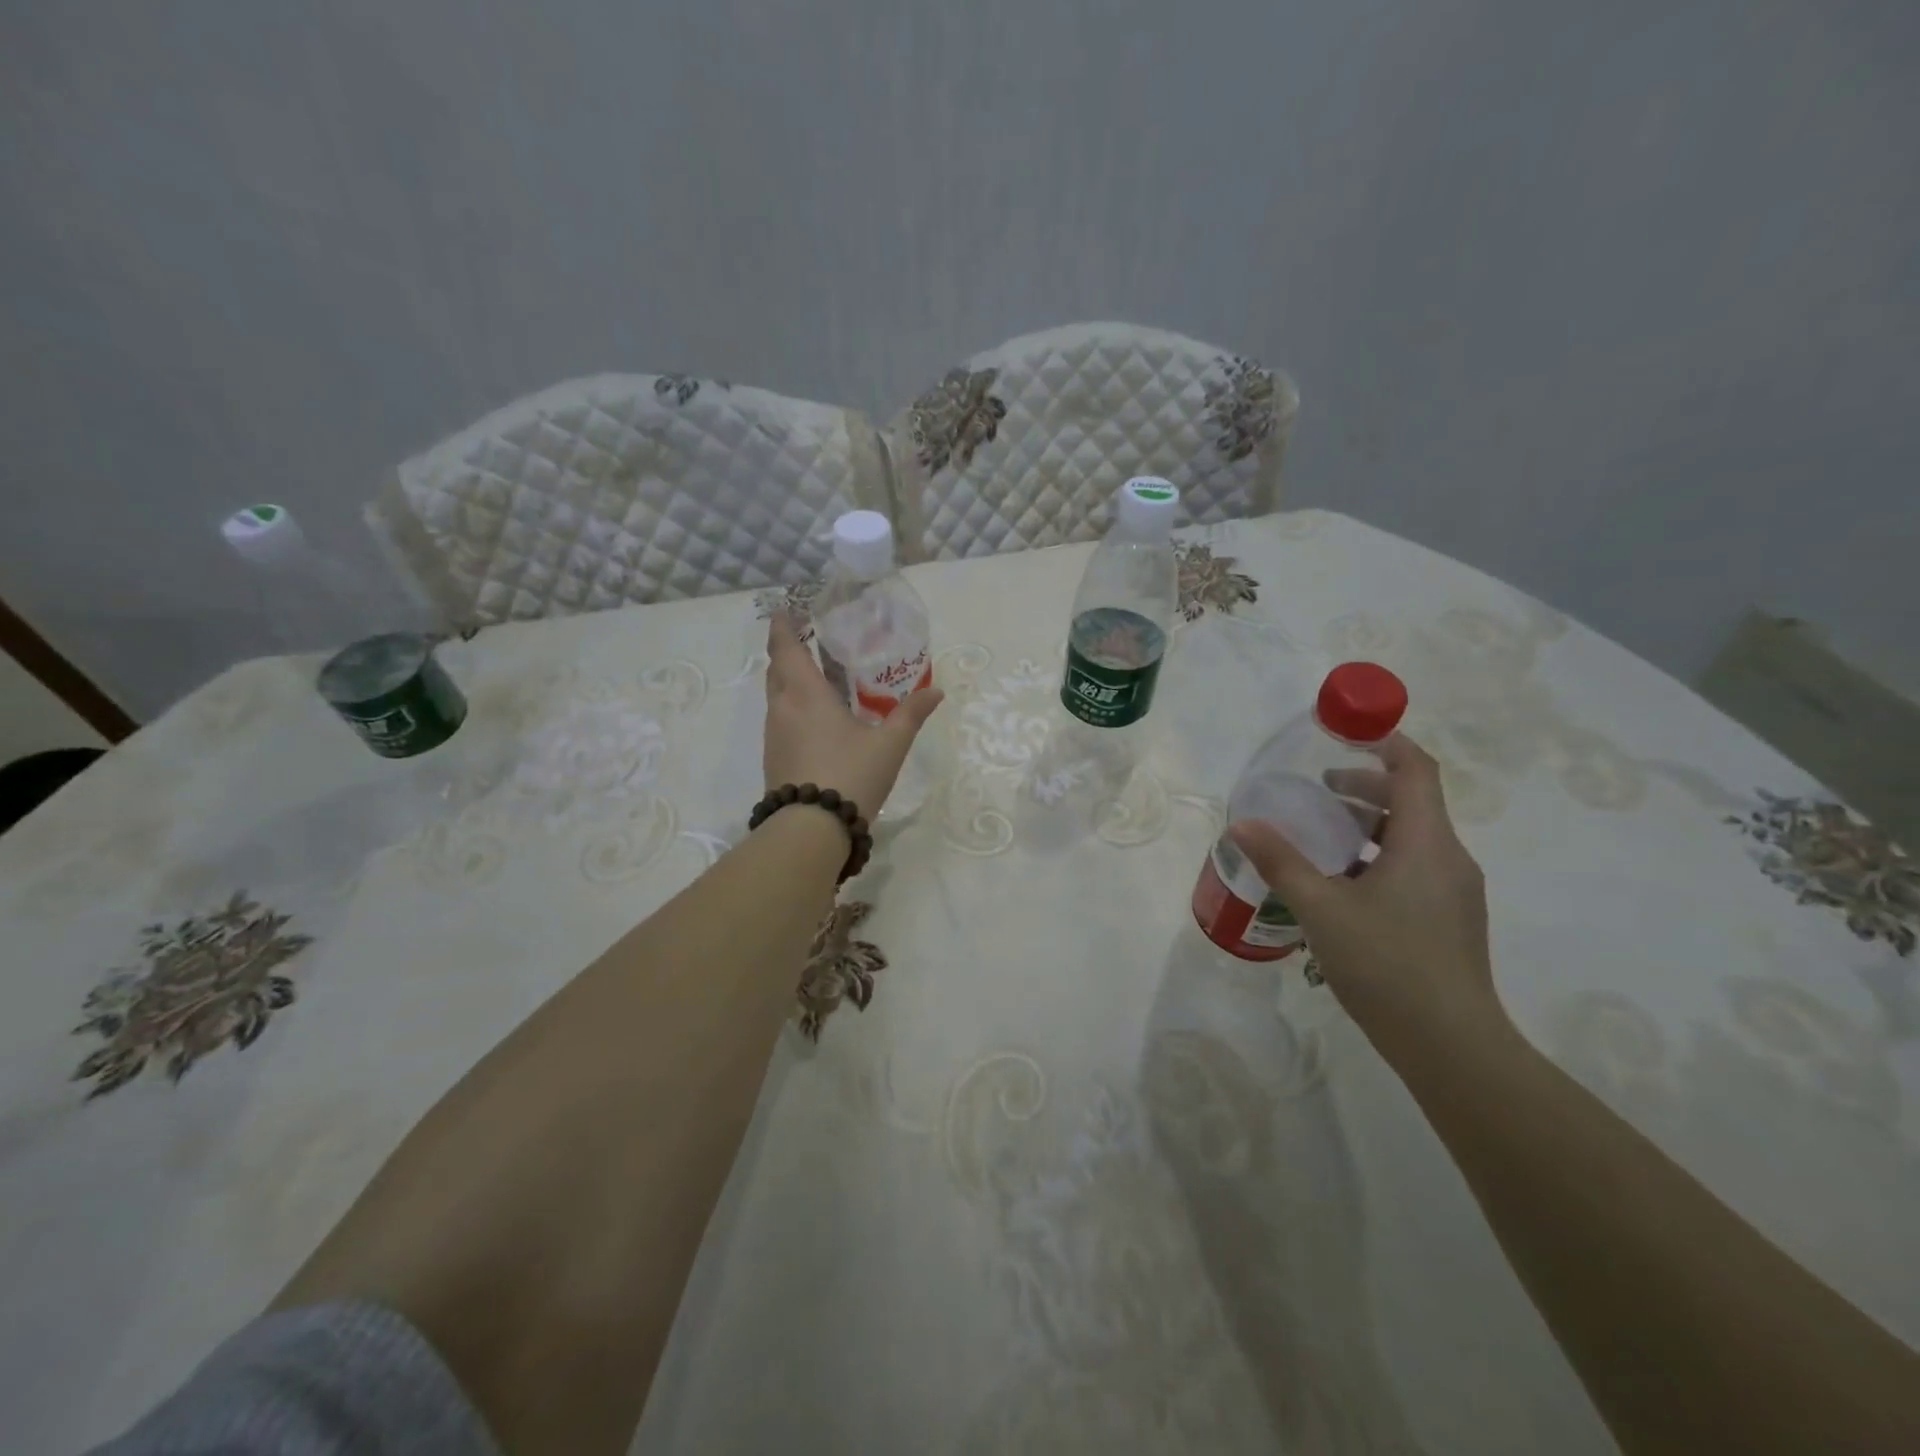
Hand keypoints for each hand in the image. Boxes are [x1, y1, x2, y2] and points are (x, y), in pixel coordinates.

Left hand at [763, 614, 943, 819]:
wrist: (810, 830)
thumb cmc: (851, 775)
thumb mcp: (890, 744)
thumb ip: (911, 714)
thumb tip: (936, 692)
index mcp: (805, 694)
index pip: (785, 647)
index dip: (783, 626)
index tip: (786, 610)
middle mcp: (782, 708)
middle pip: (777, 669)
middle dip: (787, 651)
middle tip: (809, 641)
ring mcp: (774, 735)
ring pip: (777, 696)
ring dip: (790, 681)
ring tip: (818, 679)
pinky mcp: (773, 758)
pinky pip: (780, 719)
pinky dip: (793, 707)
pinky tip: (816, 720)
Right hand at [1227, 734, 1504, 1060]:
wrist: (1451, 1046)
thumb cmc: (1387, 964)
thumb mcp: (1321, 909)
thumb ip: (1280, 862)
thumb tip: (1242, 824)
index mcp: (1427, 843)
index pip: (1415, 769)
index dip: (1384, 742)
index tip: (1344, 733)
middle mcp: (1449, 858)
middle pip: (1412, 801)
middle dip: (1364, 788)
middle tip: (1316, 794)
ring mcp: (1453, 892)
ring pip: (1411, 838)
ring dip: (1367, 827)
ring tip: (1319, 841)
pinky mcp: (1448, 920)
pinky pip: (1413, 868)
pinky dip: (1376, 859)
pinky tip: (1340, 889)